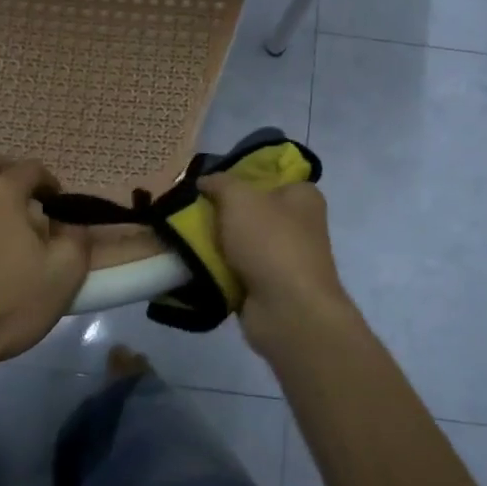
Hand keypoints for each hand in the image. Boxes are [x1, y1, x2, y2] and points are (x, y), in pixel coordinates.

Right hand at [197, 174, 358, 356]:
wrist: (287, 310)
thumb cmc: (270, 242)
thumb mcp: (239, 198)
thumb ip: (219, 183)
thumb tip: (205, 181)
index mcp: (303, 196)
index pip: (270, 175)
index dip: (240, 175)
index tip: (209, 182)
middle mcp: (299, 224)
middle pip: (251, 210)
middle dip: (222, 211)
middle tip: (189, 208)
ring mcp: (285, 258)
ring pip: (241, 242)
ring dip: (216, 242)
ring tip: (183, 235)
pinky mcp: (270, 287)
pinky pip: (237, 270)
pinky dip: (219, 269)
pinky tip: (193, 263)